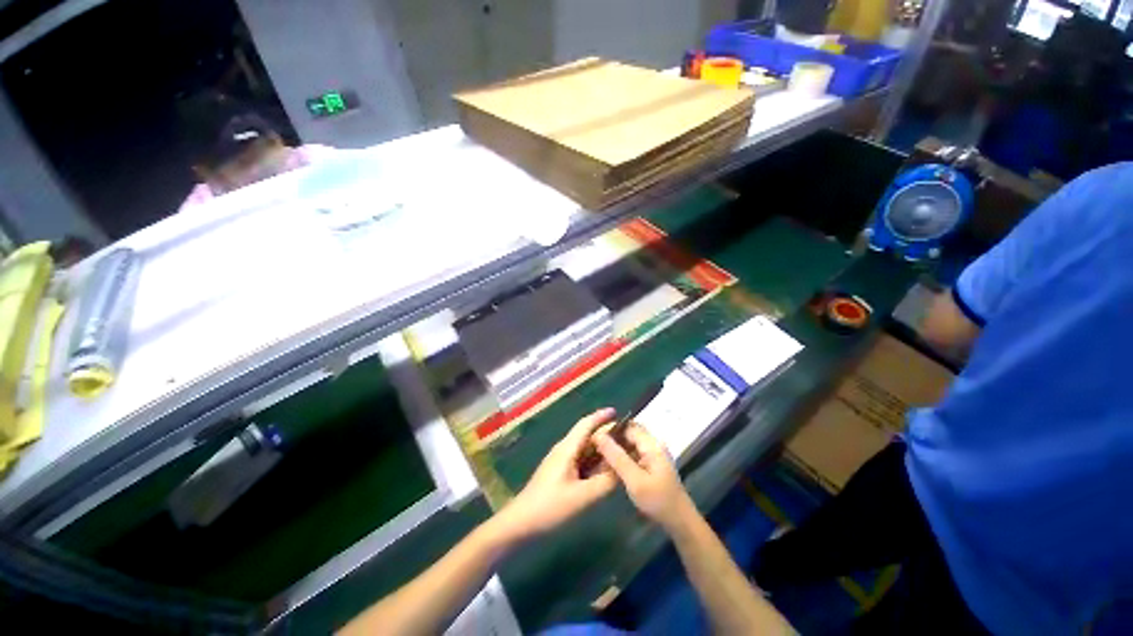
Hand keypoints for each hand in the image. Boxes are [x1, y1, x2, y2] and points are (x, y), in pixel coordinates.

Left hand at [492, 409, 618, 541]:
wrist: (521, 522)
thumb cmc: (550, 506)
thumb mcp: (581, 496)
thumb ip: (604, 482)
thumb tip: (622, 469)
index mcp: (567, 448)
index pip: (586, 424)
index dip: (601, 416)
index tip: (618, 412)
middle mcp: (564, 449)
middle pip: (587, 435)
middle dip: (606, 434)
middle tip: (627, 438)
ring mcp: (561, 460)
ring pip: (585, 448)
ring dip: (600, 448)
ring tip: (620, 452)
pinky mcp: (560, 472)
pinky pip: (581, 460)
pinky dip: (594, 460)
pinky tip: (604, 469)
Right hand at [594, 424, 694, 531]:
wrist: (680, 522)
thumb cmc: (658, 501)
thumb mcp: (634, 480)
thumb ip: (617, 457)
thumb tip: (599, 435)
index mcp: (652, 444)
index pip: (628, 426)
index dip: (611, 429)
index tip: (594, 437)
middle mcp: (653, 444)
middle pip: (629, 433)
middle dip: (613, 438)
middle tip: (594, 446)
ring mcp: (653, 454)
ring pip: (631, 443)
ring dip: (617, 447)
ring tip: (599, 454)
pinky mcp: (652, 464)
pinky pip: (634, 453)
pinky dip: (623, 456)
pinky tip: (611, 464)